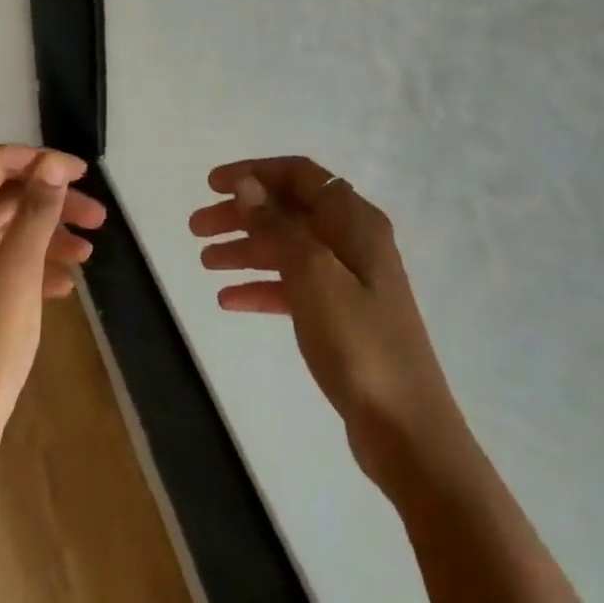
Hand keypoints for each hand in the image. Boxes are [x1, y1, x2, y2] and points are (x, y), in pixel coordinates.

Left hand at [0, 146, 105, 471]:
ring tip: (90, 252)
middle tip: (99, 217)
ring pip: (10, 229)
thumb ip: (36, 216)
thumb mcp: (16, 278)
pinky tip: (66, 284)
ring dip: (50, 234)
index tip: (82, 175)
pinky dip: (38, 264)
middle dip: (52, 200)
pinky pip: (7, 261)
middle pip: (6, 196)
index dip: (39, 161)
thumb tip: (53, 164)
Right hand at [191, 157, 459, 483]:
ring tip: (204, 262)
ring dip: (246, 250)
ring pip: (288, 249)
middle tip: (196, 228)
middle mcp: (353, 240)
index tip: (211, 184)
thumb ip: (278, 226)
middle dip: (242, 214)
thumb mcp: (313, 275)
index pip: (299, 175)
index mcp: (354, 220)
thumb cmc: (359, 343)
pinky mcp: (342, 316)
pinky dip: (262, 288)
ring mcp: (349, 280)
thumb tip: (248, 184)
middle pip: (289, 211)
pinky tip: (228, 301)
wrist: (407, 430)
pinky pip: (294, 287)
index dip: (254, 172)